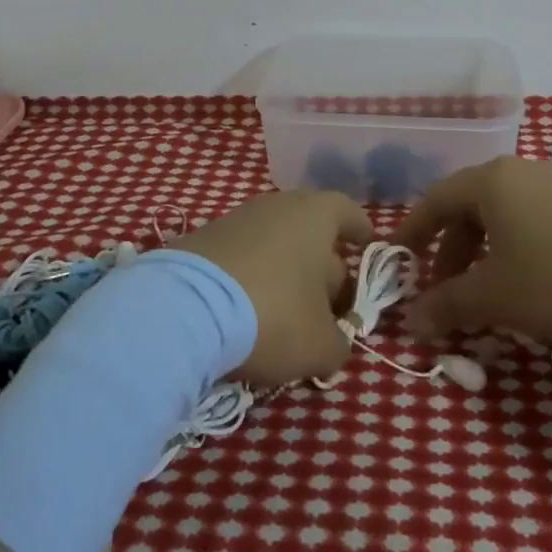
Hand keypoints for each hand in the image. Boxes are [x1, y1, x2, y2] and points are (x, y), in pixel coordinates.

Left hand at [173, 189, 372, 384]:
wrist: (184, 308)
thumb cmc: (273, 314)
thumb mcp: (320, 345)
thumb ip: (339, 343)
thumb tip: (334, 343)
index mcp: (316, 215)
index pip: (348, 212)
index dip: (361, 232)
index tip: (367, 247)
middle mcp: (278, 206)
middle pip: (312, 233)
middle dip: (325, 269)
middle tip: (329, 309)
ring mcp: (236, 219)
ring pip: (275, 246)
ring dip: (286, 276)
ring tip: (287, 319)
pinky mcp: (203, 240)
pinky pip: (243, 257)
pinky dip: (252, 280)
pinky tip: (248, 315)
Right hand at [394, 157, 551, 343]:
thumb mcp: (495, 298)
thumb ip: (449, 305)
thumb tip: (414, 321)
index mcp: (492, 182)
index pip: (436, 199)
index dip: (413, 229)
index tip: (398, 256)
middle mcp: (523, 171)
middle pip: (472, 205)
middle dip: (453, 249)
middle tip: (448, 289)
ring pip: (508, 213)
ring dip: (488, 249)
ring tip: (492, 289)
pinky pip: (540, 218)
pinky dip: (522, 245)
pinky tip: (537, 280)